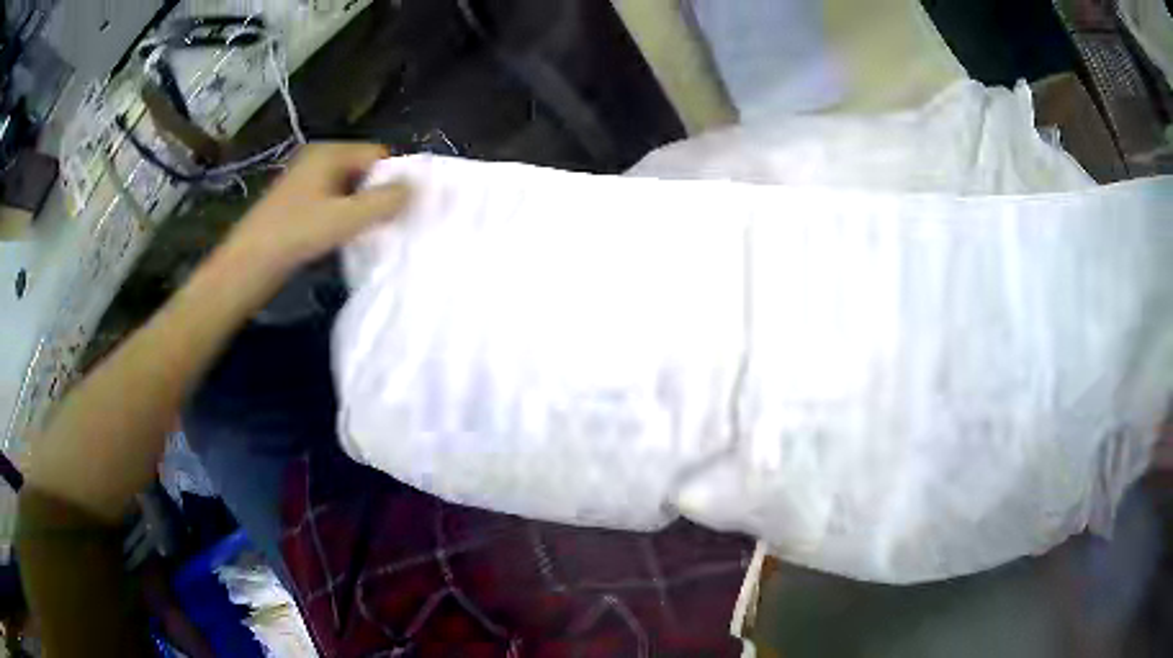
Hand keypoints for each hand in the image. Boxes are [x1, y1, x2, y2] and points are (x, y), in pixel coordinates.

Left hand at [225, 142, 409, 276]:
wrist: (246, 266)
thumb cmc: (295, 234)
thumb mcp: (346, 218)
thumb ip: (385, 201)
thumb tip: (417, 188)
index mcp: (329, 152)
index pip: (379, 154)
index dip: (395, 178)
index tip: (405, 208)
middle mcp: (318, 160)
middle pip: (364, 172)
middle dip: (379, 196)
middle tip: (390, 224)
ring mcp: (305, 182)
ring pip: (348, 190)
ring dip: (361, 210)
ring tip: (370, 234)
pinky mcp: (297, 204)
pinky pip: (332, 204)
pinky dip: (343, 218)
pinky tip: (345, 239)